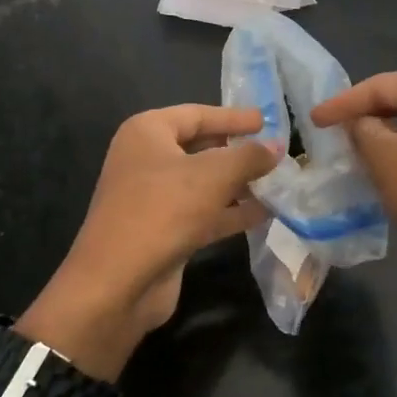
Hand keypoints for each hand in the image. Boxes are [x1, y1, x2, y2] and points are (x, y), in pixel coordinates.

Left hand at [20, 105, 275, 377]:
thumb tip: (276, 146)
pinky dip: (230, 212)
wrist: (118, 282)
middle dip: (238, 153)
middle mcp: (146, 160)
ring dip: (239, 184)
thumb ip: (249, 156)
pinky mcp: (163, 231)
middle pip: (200, 148)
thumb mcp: (213, 175)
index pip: (197, 114)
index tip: (267, 121)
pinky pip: (202, 213)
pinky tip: (264, 214)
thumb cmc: (163, 210)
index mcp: (147, 132)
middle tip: (275, 153)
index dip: (233, 117)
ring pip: (203, 184)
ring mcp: (153, 198)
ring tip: (278, 184)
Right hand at [312, 71, 396, 313]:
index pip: (382, 85)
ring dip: (390, 134)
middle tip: (337, 130)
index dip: (343, 102)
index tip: (315, 120)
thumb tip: (361, 123)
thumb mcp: (384, 159)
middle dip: (369, 115)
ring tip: (361, 149)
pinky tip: (396, 168)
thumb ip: (362, 130)